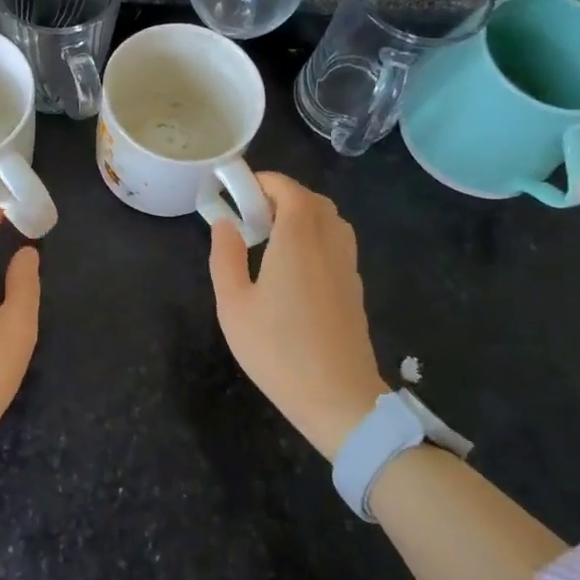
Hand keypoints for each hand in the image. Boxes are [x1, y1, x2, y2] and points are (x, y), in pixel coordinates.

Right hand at [208, 173, 387, 460]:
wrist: (339, 398)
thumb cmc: (278, 350)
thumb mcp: (234, 304)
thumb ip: (226, 256)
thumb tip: (225, 224)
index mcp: (297, 240)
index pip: (289, 190)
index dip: (265, 181)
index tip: (238, 189)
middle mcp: (328, 244)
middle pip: (313, 201)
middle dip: (282, 195)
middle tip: (251, 213)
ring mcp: (347, 266)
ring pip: (330, 221)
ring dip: (302, 214)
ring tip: (271, 236)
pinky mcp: (354, 287)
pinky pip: (337, 243)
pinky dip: (316, 236)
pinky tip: (293, 265)